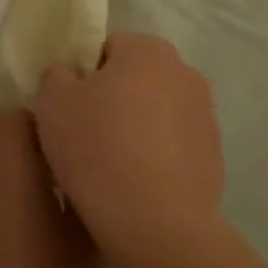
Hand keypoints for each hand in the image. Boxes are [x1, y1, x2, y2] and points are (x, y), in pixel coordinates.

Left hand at [0, 109, 105, 267]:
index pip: (22, 115)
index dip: (51, 125)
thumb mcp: (90, 243)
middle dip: (25, 135)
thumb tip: (86, 161)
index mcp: (11, 168)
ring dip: (2, 157)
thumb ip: (87, 188)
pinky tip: (10, 219)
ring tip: (35, 191)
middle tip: (58, 169)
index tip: (75, 151)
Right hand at [33, 32, 224, 267]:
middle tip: (87, 135)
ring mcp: (206, 116)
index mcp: (148, 51)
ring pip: (158, 112)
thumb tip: (70, 76)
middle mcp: (186, 73)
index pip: (109, 47)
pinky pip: (175, 146)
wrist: (154, 221)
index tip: (71, 107)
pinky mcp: (214, 156)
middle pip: (137, 78)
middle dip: (115, 99)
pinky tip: (137, 184)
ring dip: (139, 127)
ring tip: (112, 165)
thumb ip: (57, 76)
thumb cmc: (97, 149)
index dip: (85, 75)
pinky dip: (158, 157)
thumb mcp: (52, 103)